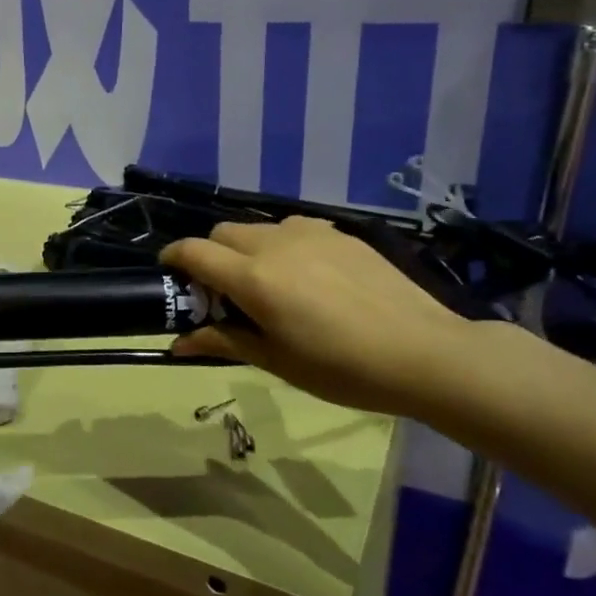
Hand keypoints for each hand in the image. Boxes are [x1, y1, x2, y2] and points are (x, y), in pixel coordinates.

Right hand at [162, 216, 484, 417]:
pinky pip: (293, 227)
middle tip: (224, 291)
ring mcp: (309, 233)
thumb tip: (178, 344)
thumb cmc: (342, 368)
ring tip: (268, 282)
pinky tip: (305, 274)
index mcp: (253, 278)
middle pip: (222, 233)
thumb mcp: (276, 361)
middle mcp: (274, 244)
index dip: (173, 258)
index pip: (193, 251)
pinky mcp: (339, 233)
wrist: (425, 352)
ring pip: (257, 227)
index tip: (171, 275)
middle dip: (210, 255)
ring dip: (246, 248)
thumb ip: (223, 341)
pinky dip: (281, 244)